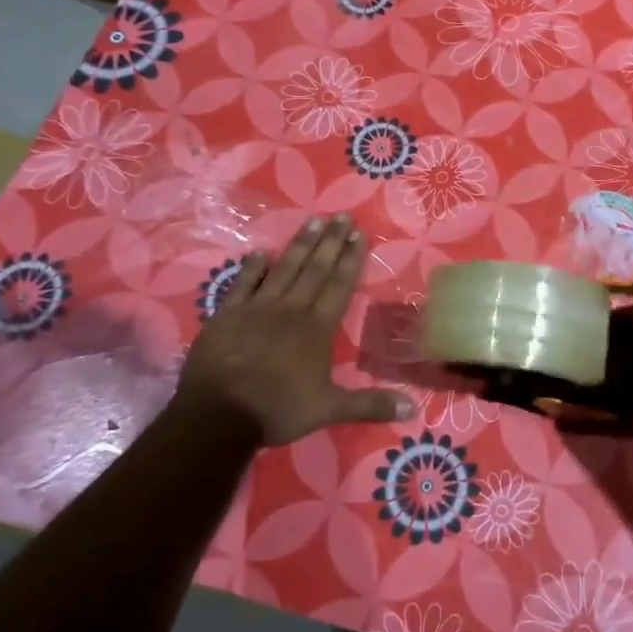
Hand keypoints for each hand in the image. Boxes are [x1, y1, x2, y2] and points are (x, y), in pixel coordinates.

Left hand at [177, 215, 413, 445]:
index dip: (351, 259)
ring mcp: (257, 308)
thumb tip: (413, 410)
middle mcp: (291, 309)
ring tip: (312, 222)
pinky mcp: (227, 314)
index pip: (340, 284)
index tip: (359, 234)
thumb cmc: (278, 409)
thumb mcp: (330, 410)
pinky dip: (253, 267)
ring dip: (300, 245)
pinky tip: (261, 251)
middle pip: (315, 269)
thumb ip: (371, 405)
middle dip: (331, 242)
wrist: (219, 414)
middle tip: (341, 216)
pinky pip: (243, 283)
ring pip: (284, 269)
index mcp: (318, 327)